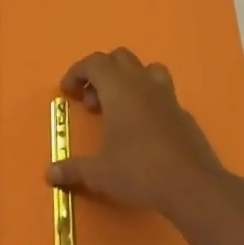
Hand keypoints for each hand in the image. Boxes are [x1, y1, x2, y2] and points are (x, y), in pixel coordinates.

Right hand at [48, 48, 227, 215]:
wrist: (193, 186)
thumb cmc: (139, 171)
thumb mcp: (99, 173)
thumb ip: (73, 169)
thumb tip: (50, 174)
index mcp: (120, 90)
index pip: (95, 62)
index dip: (77, 72)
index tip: (68, 92)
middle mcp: (144, 85)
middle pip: (120, 58)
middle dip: (101, 73)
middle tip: (92, 102)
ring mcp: (168, 98)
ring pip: (147, 69)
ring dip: (128, 80)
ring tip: (118, 108)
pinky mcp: (184, 115)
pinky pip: (162, 94)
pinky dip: (147, 102)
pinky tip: (142, 131)